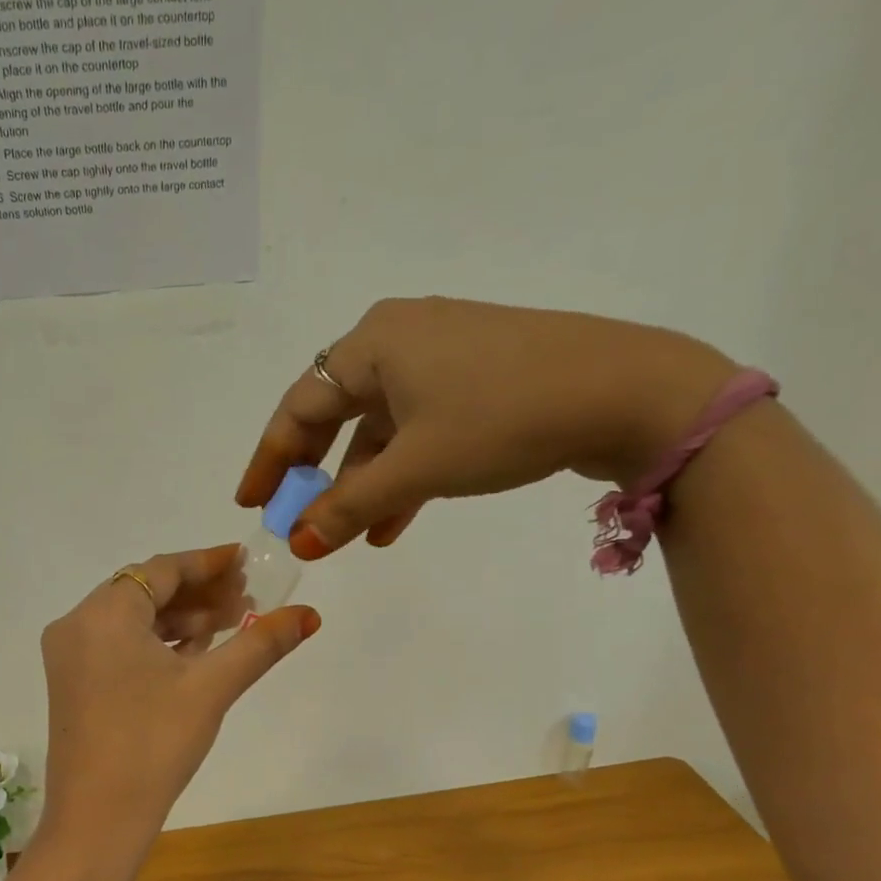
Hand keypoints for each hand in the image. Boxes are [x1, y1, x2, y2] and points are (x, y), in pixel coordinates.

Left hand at [39, 545, 319, 846]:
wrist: (97, 820)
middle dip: (199, 592)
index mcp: (102, 614)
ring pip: (134, 620)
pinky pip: (121, 646)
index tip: (248, 561)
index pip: (161, 570)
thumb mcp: (211, 688)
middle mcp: (77, 625)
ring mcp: (71, 657)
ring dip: (182, 619)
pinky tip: (199, 650)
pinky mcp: (74, 684)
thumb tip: (310, 614)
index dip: (208, 562)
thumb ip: (260, 644)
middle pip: (146, 591)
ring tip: (233, 622)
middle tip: (248, 596)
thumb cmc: (153, 745)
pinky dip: (159, 643)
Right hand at [236, 297, 740, 557]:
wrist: (628, 391)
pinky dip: (403, 472)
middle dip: (316, 474)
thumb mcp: (416, 468)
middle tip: (297, 518)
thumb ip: (348, 506)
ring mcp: (443, 356)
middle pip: (336, 414)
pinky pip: (419, 427)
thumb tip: (298, 542)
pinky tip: (396, 519)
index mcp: (373, 343)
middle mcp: (400, 338)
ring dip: (364, 483)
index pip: (299, 406)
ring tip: (353, 537)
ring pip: (381, 427)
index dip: (270, 460)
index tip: (251, 504)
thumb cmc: (503, 418)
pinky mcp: (477, 377)